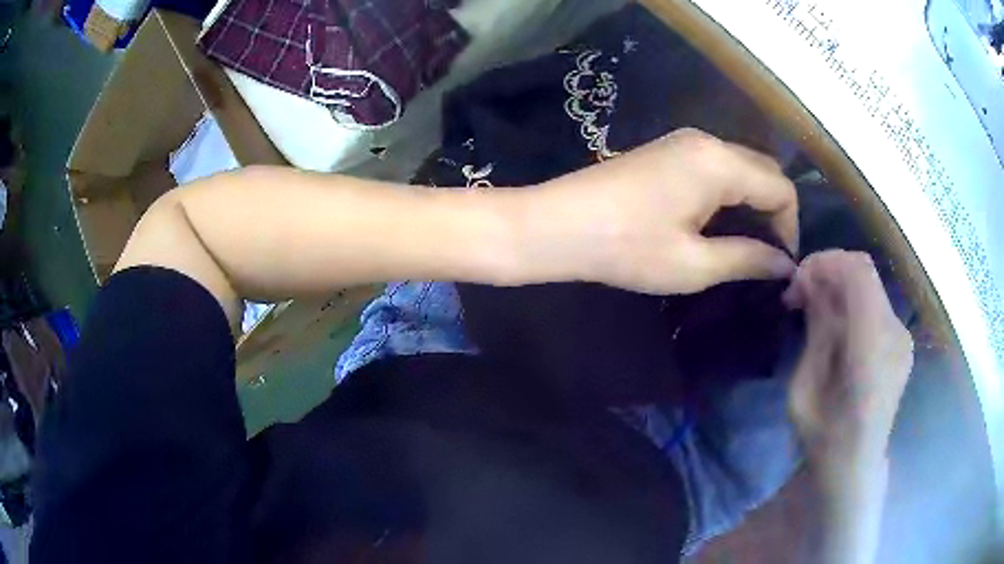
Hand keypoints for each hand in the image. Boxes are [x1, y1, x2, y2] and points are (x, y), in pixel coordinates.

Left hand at [537, 128, 798, 294]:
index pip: (781, 188)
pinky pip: (716, 167)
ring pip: (741, 167)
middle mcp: (707, 141)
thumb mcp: (693, 264)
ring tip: (747, 246)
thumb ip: (747, 259)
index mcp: (720, 163)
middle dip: (775, 213)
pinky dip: (730, 193)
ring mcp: (684, 141)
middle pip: (764, 171)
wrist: (555, 225)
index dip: (790, 227)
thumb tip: (784, 265)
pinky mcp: (667, 151)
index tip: (781, 265)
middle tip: (767, 257)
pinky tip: (719, 224)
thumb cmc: (625, 247)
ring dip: (753, 203)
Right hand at [785, 250, 913, 473]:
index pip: (858, 273)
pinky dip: (852, 302)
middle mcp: (895, 334)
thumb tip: (811, 283)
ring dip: (838, 286)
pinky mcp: (902, 340)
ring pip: (869, 285)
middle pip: (864, 271)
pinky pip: (875, 303)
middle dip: (828, 271)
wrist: (855, 465)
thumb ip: (817, 330)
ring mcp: (902, 336)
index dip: (825, 262)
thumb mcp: (805, 387)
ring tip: (813, 312)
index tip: (797, 282)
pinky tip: (836, 327)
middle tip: (800, 296)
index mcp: (872, 349)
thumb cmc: (824, 437)